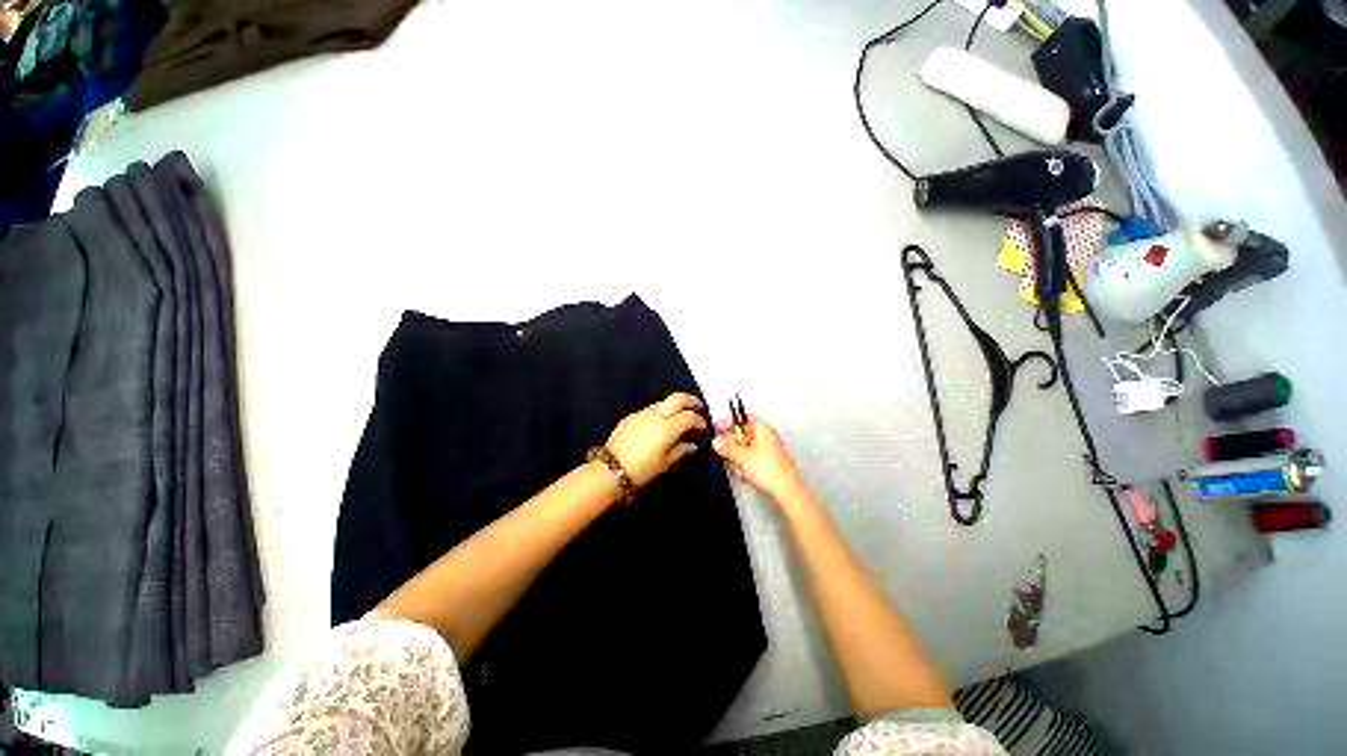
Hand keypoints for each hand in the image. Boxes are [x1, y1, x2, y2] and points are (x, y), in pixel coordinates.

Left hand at [605, 393, 708, 487]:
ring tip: (679, 416)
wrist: (610, 470)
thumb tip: (693, 445)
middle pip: (677, 398)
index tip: (703, 429)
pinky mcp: (630, 417)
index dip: (699, 421)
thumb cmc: (642, 470)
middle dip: (690, 400)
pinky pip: (649, 410)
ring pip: (663, 402)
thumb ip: (682, 450)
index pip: (689, 416)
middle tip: (698, 406)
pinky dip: (660, 412)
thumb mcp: (666, 463)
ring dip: (674, 406)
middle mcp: (656, 415)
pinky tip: (659, 424)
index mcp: (668, 427)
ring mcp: (642, 414)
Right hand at [712, 415, 806, 504]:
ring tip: (738, 469)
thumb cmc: (765, 469)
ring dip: (737, 457)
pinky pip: (751, 458)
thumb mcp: (742, 457)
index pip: (743, 417)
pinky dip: (745, 465)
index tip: (716, 430)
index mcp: (762, 428)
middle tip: (723, 453)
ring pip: (745, 447)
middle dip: (732, 444)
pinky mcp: (769, 462)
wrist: (788, 491)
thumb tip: (715, 441)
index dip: (729, 421)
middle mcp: (766, 436)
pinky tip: (744, 475)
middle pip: (742, 433)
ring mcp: (768, 449)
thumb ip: (727, 447)